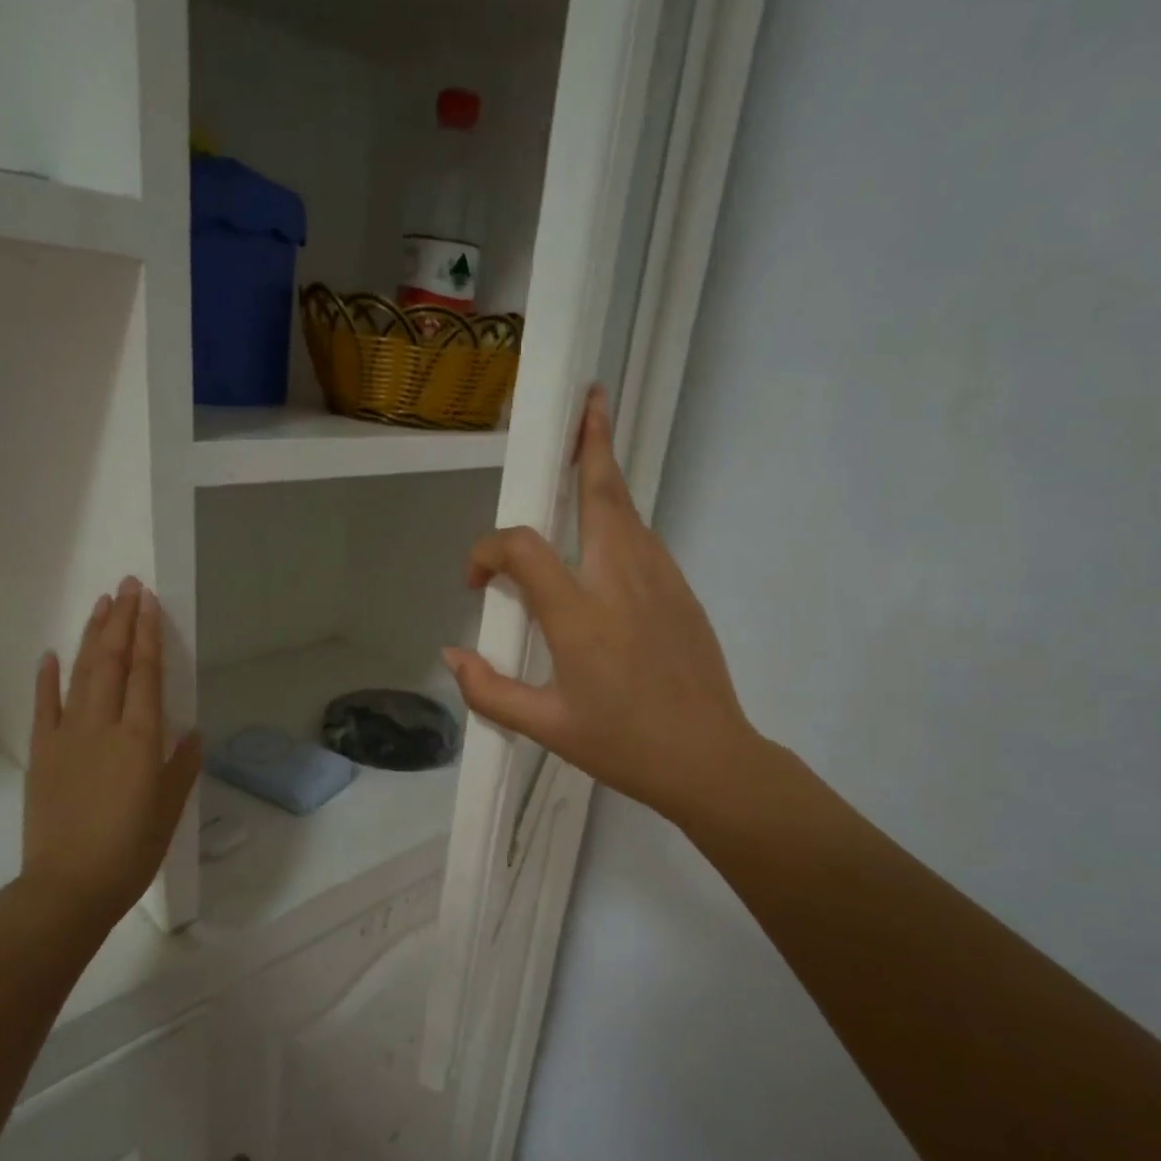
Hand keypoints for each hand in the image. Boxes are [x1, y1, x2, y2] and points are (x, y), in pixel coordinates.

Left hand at [23, 577, 201, 926]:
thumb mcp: (170, 808)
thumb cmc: (131, 850)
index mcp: (140, 739)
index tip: (149, 602)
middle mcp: (103, 726)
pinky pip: (44, 706)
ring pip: (80, 674)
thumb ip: (181, 764)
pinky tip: (52, 654)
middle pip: (112, 662)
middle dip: (121, 621)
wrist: (67, 887)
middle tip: (127, 586)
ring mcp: (67, 736)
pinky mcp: (42, 754)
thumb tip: (190, 730)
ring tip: (101, 605)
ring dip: (91, 637)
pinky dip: (48, 678)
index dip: (148, 634)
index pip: (146, 673)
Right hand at [442, 385, 759, 826]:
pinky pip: (643, 540)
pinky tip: (606, 531)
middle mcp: (619, 582)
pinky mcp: (681, 592)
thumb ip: (489, 691)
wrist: (708, 759)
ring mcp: (659, 581)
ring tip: (591, 443)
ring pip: (627, 511)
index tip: (476, 581)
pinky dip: (620, 518)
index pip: (523, 549)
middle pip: (601, 496)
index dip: (487, 551)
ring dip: (606, 475)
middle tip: (586, 401)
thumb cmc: (622, 745)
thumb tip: (452, 656)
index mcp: (579, 616)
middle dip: (591, 444)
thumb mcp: (545, 727)